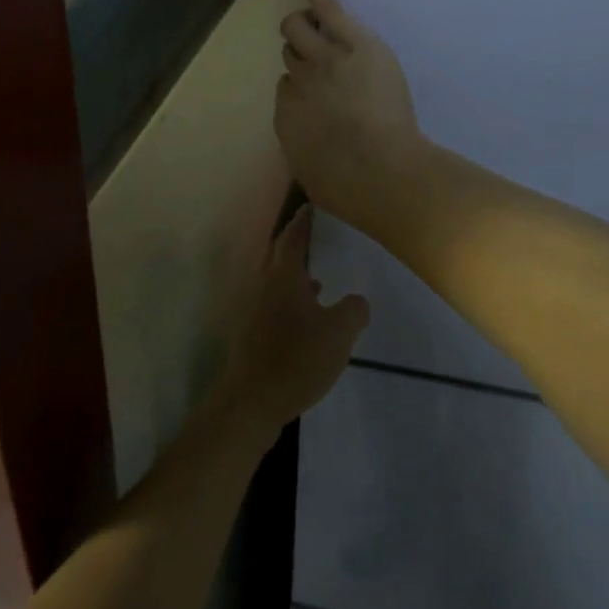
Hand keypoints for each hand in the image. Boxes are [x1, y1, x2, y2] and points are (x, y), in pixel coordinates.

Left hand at [215, 206, 368, 434]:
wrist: (250, 402)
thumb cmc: (295, 359)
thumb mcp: (338, 334)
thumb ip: (353, 312)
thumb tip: (357, 301)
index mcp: (283, 278)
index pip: (293, 238)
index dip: (303, 222)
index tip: (311, 207)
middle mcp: (264, 288)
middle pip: (281, 259)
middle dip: (300, 248)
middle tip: (320, 239)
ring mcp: (254, 313)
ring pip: (278, 286)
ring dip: (297, 279)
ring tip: (320, 281)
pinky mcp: (252, 337)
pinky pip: (276, 309)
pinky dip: (293, 305)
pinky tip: (308, 322)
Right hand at [274, 0, 422, 228]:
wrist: (379, 172)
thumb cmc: (349, 189)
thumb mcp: (316, 176)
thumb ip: (309, 151)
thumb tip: (313, 148)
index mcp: (287, 116)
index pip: (287, 88)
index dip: (302, 88)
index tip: (321, 94)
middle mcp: (297, 82)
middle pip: (290, 53)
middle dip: (300, 51)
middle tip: (319, 54)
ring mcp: (322, 60)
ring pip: (298, 29)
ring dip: (305, 26)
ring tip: (317, 22)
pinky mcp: (351, 44)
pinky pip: (328, 10)